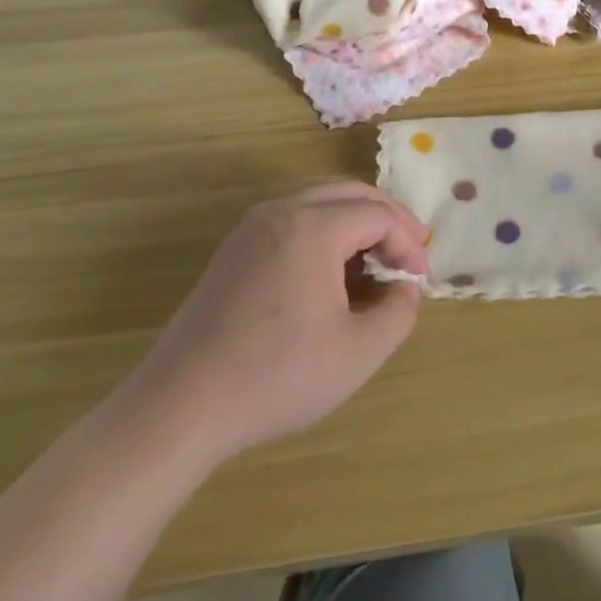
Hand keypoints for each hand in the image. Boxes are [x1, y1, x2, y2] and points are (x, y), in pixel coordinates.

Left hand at [119, 182, 428, 465]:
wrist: (180, 407)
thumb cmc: (277, 376)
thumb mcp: (358, 353)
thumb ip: (399, 312)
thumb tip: (405, 287)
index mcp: (313, 226)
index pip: (379, 215)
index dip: (408, 243)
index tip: (420, 281)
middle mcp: (282, 211)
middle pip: (351, 193)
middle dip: (388, 218)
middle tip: (411, 251)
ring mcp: (252, 227)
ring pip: (320, 202)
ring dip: (356, 222)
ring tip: (377, 260)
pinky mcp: (234, 250)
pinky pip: (294, 220)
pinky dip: (325, 232)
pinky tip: (332, 273)